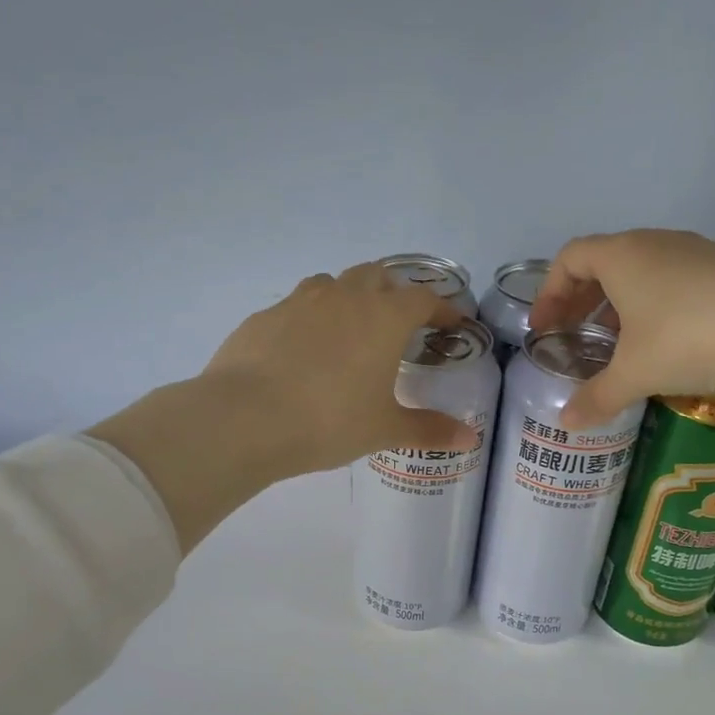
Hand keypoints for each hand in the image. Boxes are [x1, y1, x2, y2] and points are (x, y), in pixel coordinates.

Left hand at [203, 264, 479, 474]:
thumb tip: (469, 438)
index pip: (423, 298)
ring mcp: (300, 301)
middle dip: (394, 293)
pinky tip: (302, 352)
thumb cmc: (329, 420)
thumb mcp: (384, 429)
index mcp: (383, 317)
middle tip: (398, 323)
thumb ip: (429, 429)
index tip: (451, 324)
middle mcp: (345, 297)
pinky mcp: (264, 316)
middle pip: (377, 276)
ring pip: (333, 284)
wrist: (245, 417)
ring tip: (350, 331)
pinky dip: (309, 319)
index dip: (442, 308)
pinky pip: (296, 306)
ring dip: (349, 298)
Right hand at [527, 229, 714, 428]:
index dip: (550, 292)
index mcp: (622, 255)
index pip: (570, 258)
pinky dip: (655, 308)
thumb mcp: (635, 373)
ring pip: (643, 272)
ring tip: (617, 344)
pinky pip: (674, 283)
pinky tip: (664, 345)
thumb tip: (565, 423)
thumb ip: (596, 396)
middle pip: (604, 262)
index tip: (545, 327)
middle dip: (582, 299)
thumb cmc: (689, 337)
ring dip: (620, 304)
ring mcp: (696, 254)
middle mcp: (655, 244)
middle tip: (574, 335)